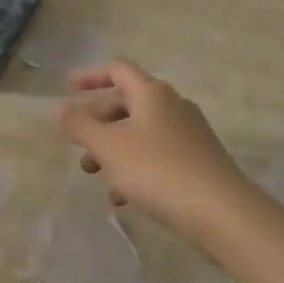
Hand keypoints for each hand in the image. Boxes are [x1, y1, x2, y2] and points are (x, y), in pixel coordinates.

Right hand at [58, 58, 252, 246]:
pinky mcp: (198, 161)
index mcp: (152, 93)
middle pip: (128, 101)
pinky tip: (122, 197)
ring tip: (93, 173)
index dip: (90, 75)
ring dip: (113, 147)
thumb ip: (81, 126)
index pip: (118, 69)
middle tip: (77, 140)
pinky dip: (135, 166)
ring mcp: (189, 134)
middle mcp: (172, 106)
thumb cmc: (159, 171)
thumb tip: (60, 108)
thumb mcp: (110, 148)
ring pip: (141, 131)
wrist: (223, 213)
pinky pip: (157, 155)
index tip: (67, 87)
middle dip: (98, 119)